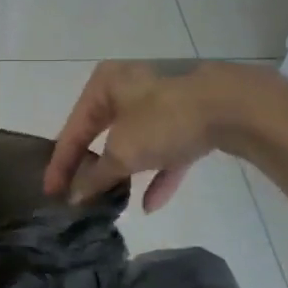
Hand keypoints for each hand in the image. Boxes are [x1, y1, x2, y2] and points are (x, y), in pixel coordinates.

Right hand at [44, 61, 287, 211]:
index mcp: (105, 83)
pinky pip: (167, 147)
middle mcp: (131, 85)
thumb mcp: (124, 151)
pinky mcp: (193, 115)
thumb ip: (96, 175)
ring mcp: (165, 99)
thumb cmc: (165, 118)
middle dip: (94, 167)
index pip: (74, 128)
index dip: (60, 164)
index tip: (50, 193)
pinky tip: (153, 203)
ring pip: (136, 140)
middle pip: (103, 133)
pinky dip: (159, 172)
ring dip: (125, 171)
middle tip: (80, 196)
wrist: (237, 105)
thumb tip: (74, 196)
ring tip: (113, 201)